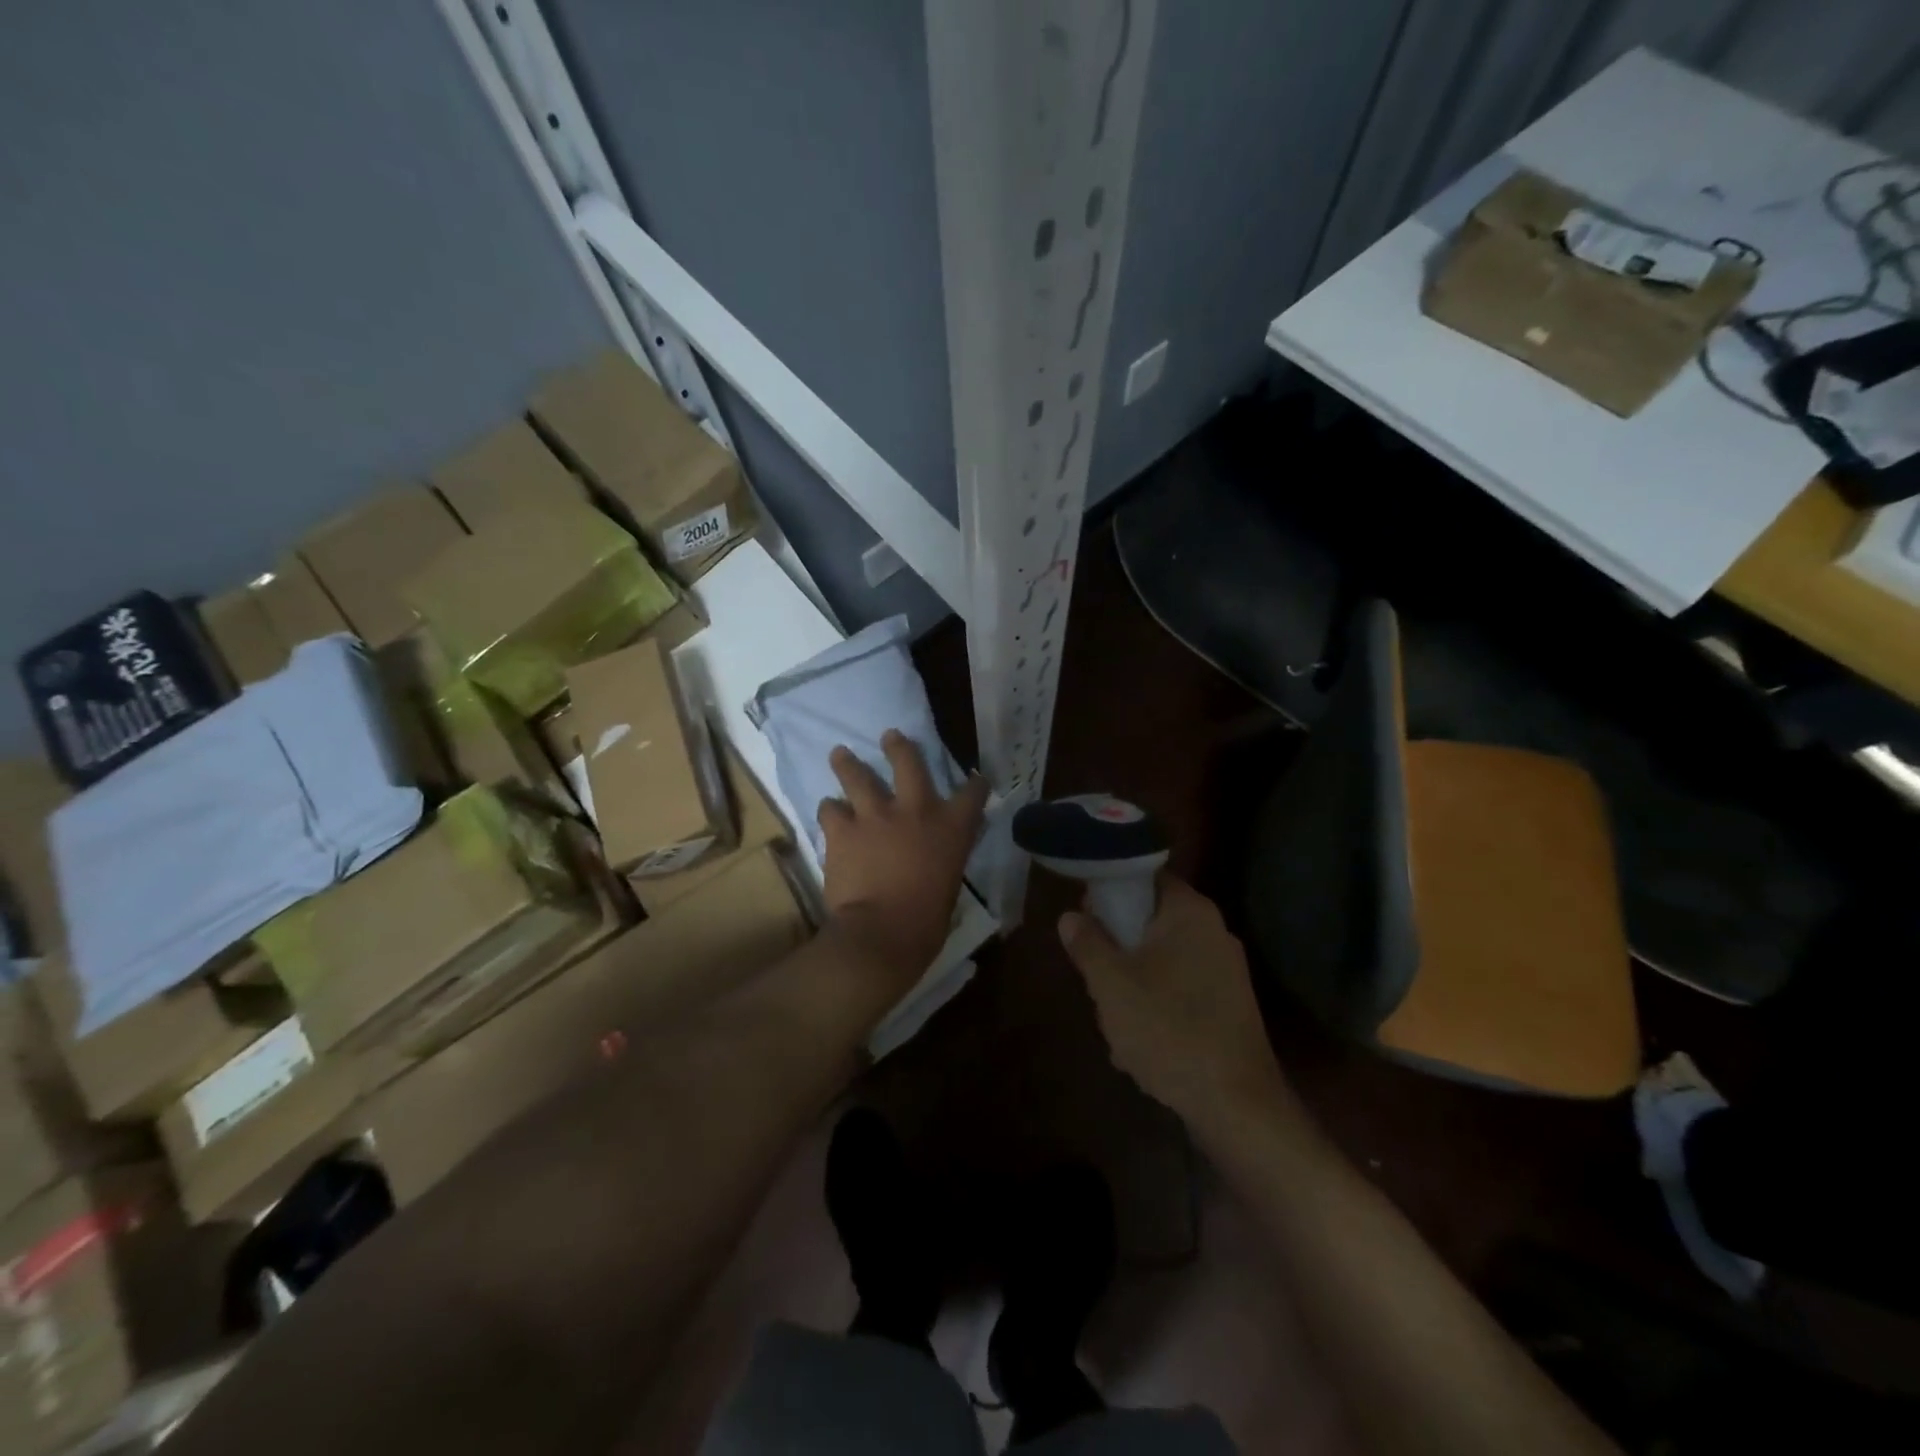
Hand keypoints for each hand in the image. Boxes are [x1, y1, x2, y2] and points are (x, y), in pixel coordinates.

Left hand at [818, 731, 989, 990]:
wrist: (882, 933)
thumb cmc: (926, 922)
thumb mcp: (949, 885)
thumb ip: (941, 861)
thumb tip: (933, 860)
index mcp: (951, 828)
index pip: (972, 794)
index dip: (975, 784)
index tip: (975, 779)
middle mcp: (915, 810)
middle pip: (908, 762)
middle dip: (898, 747)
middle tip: (890, 736)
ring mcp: (875, 816)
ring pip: (858, 776)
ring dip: (848, 764)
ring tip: (840, 754)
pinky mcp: (842, 830)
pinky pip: (830, 809)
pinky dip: (830, 809)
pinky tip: (828, 811)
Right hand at [1059, 877, 1287, 1131]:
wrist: (1237, 1105)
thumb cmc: (1169, 1030)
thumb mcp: (1111, 984)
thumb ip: (1088, 943)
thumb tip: (1071, 916)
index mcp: (1190, 913)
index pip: (1145, 877)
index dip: (1110, 891)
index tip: (1085, 916)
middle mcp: (1213, 932)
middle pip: (1151, 921)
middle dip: (1118, 948)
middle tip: (1095, 976)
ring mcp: (1226, 971)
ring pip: (1161, 960)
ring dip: (1132, 983)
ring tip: (1114, 1021)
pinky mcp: (1229, 1006)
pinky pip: (1179, 990)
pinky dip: (1156, 1006)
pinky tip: (1139, 1046)